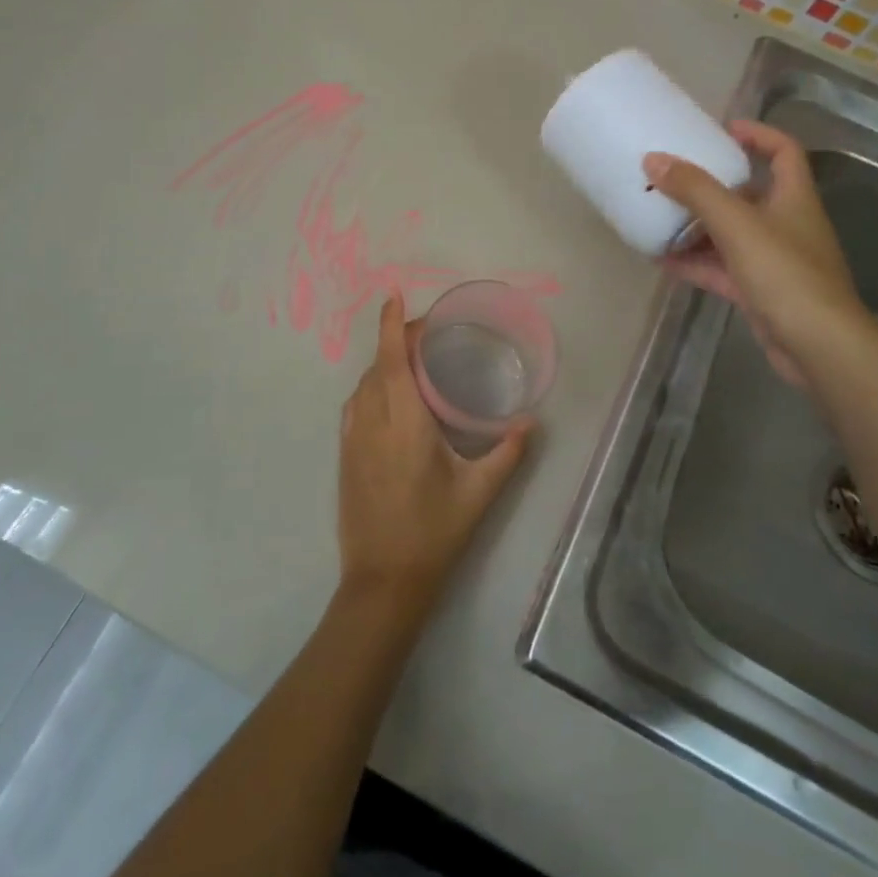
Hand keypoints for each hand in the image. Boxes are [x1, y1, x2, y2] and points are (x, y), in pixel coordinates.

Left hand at [336, 292, 533, 618]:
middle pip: (377, 366)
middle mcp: (372, 421)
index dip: (390, 325)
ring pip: (363, 385)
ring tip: (410, 358)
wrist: (382, 581)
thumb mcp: (478, 494)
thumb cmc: (433, 533)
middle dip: (395, 339)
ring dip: (382, 363)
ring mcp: (353, 439)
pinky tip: (390, 396)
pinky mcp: (345, 455)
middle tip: (425, 331)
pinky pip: (356, 405)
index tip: (392, 295)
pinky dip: (371, 386)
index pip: (392, 360)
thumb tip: (532, 422)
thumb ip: (507, 453)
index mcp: (404, 423)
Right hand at [644, 121, 870, 387]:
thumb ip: (695, 190)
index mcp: (793, 198)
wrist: (817, 345)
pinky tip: (660, 259)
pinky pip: (720, 267)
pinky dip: (693, 261)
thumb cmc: (785, 273)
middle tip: (673, 175)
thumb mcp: (736, 224)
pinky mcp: (758, 290)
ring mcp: (772, 260)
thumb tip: (654, 159)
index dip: (757, 134)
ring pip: (729, 233)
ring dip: (695, 226)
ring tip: (657, 215)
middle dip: (711, 184)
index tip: (721, 130)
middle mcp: (786, 224)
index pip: (783, 151)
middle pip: (748, 193)